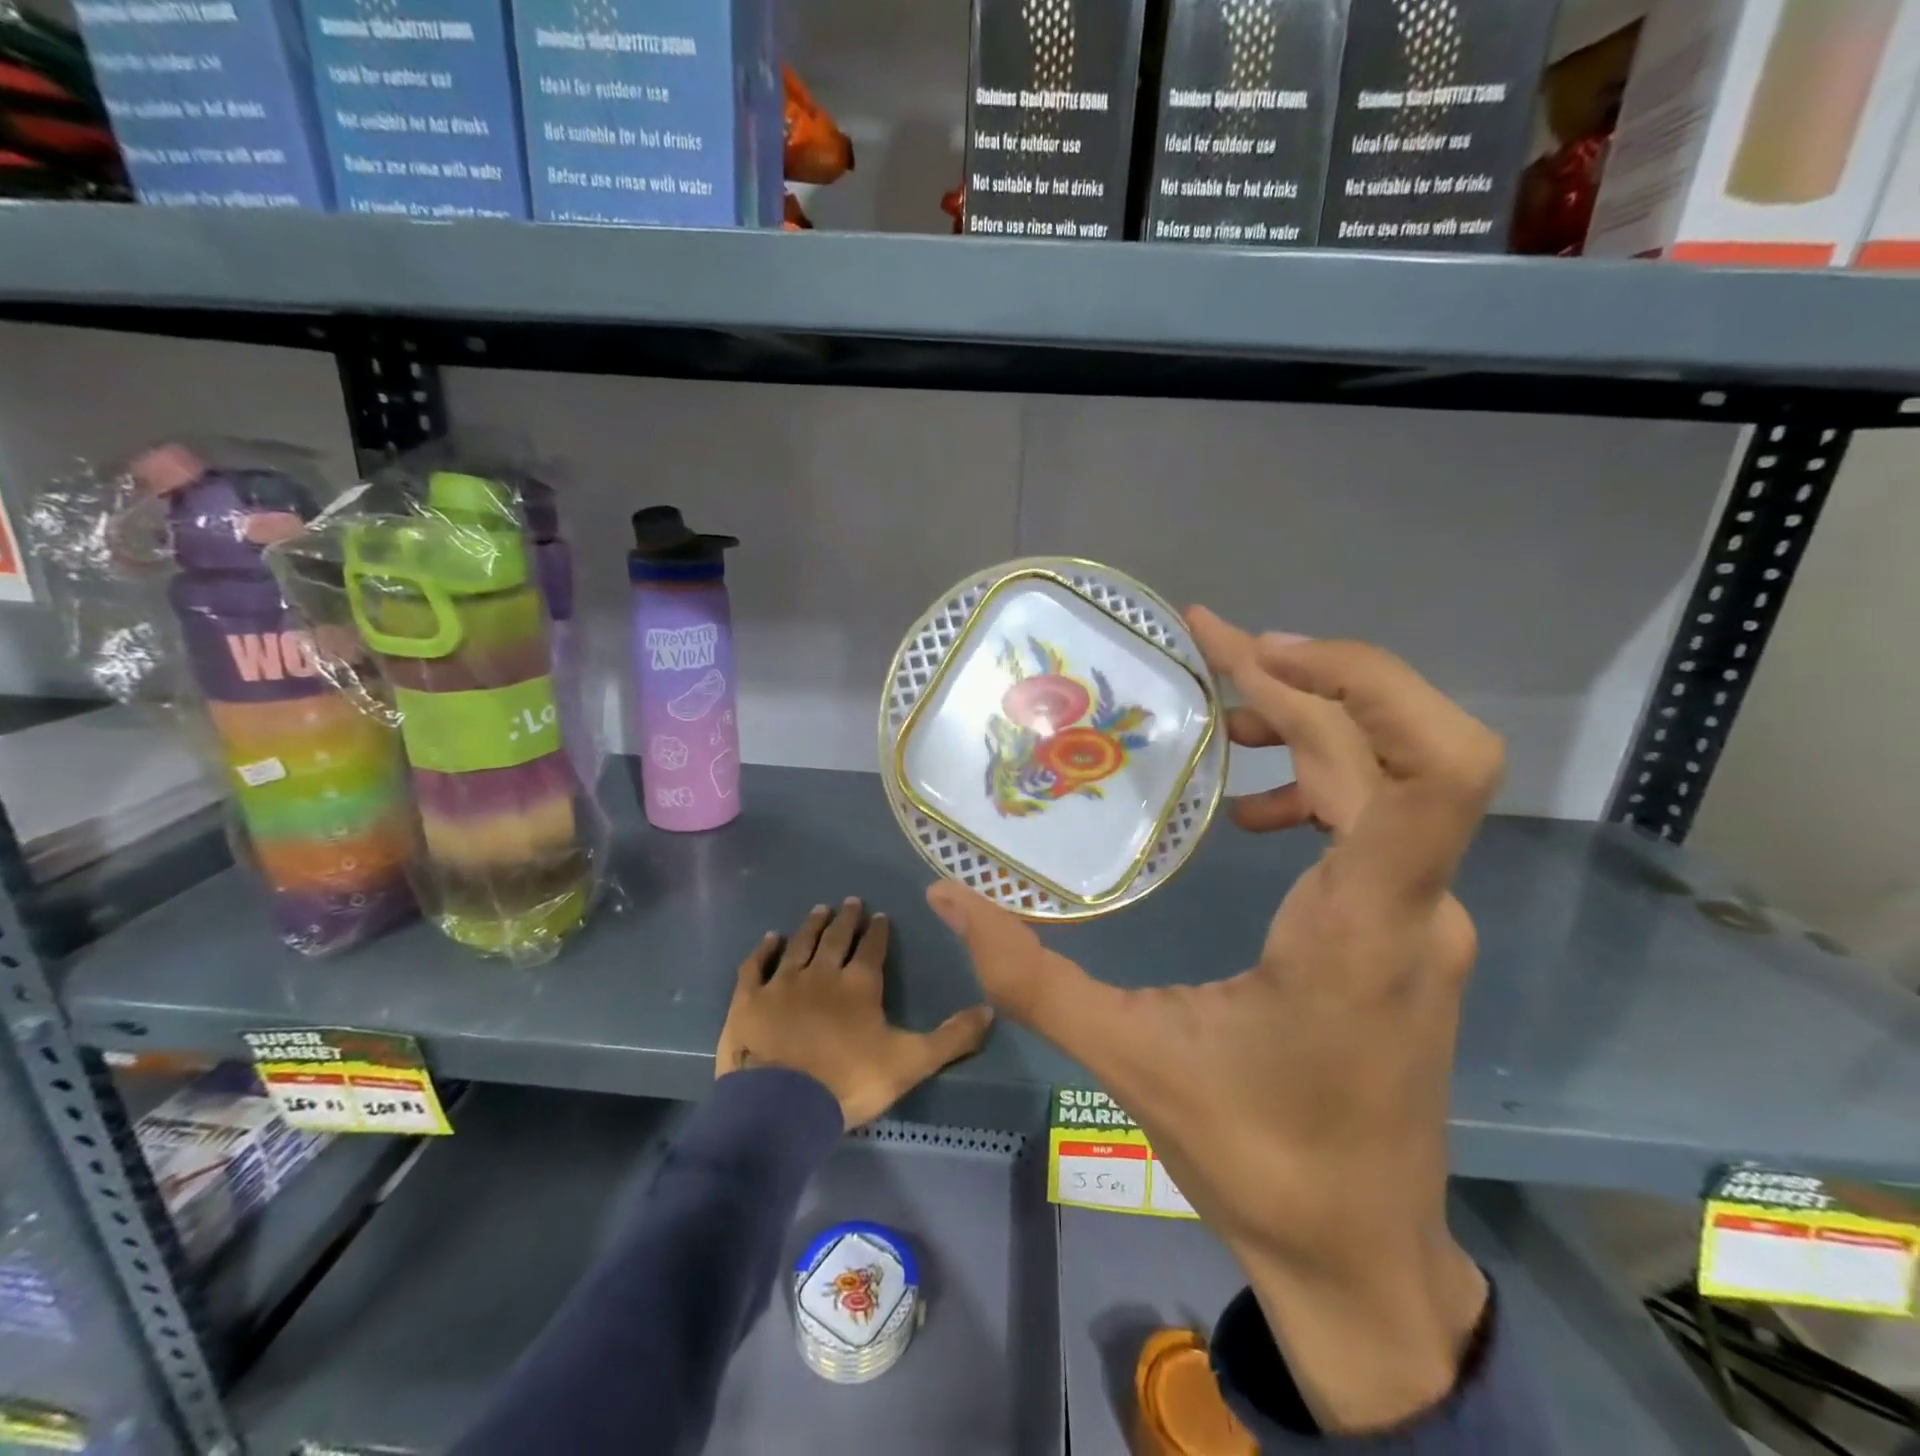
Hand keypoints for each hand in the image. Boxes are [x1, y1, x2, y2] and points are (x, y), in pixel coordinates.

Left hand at [717, 898, 994, 1128]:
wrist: (781, 1106)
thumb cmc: (849, 1082)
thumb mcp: (911, 1063)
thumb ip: (952, 1038)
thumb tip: (990, 1010)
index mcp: (860, 984)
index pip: (872, 948)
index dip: (878, 931)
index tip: (880, 916)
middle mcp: (822, 972)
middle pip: (836, 937)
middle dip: (846, 919)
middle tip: (850, 901)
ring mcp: (783, 982)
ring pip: (800, 944)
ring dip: (811, 925)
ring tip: (819, 909)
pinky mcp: (749, 999)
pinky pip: (756, 965)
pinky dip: (763, 950)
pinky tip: (770, 938)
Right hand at [927, 610, 1503, 1433]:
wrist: (1360, 1257)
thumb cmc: (1256, 1159)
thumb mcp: (1129, 1060)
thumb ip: (1029, 975)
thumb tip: (950, 897)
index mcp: (1362, 924)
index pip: (1432, 768)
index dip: (1356, 679)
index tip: (1247, 648)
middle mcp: (1414, 905)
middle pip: (1395, 746)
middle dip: (1304, 679)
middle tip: (1209, 651)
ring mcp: (1422, 917)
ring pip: (1393, 776)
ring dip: (1314, 722)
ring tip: (1221, 716)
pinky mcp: (1408, 932)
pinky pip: (1379, 820)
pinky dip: (1316, 781)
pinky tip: (1249, 811)